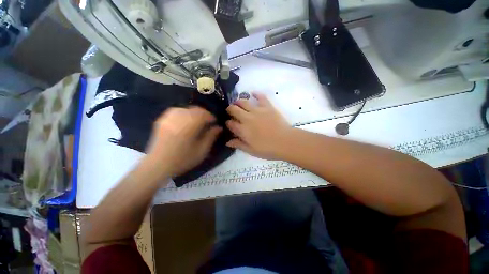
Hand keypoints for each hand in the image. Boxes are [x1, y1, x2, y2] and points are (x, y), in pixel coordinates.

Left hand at [146, 107, 221, 176]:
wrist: (158, 165)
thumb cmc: (182, 160)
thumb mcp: (201, 151)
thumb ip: (211, 137)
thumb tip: (219, 127)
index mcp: (189, 127)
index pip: (204, 114)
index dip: (211, 117)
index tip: (215, 123)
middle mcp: (178, 119)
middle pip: (195, 109)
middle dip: (204, 114)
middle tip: (208, 122)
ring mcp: (168, 118)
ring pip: (186, 108)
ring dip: (195, 113)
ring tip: (198, 121)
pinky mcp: (162, 120)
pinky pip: (176, 110)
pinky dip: (184, 113)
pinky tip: (186, 120)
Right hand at [226, 93, 291, 159]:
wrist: (286, 142)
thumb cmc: (268, 149)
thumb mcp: (251, 150)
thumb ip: (239, 145)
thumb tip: (227, 142)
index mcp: (243, 130)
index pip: (230, 123)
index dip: (228, 123)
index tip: (229, 124)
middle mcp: (247, 118)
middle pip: (233, 109)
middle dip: (230, 110)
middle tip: (231, 112)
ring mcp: (257, 111)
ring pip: (243, 101)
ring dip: (238, 102)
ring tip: (238, 104)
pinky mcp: (267, 106)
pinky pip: (260, 97)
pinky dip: (256, 94)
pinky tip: (253, 93)